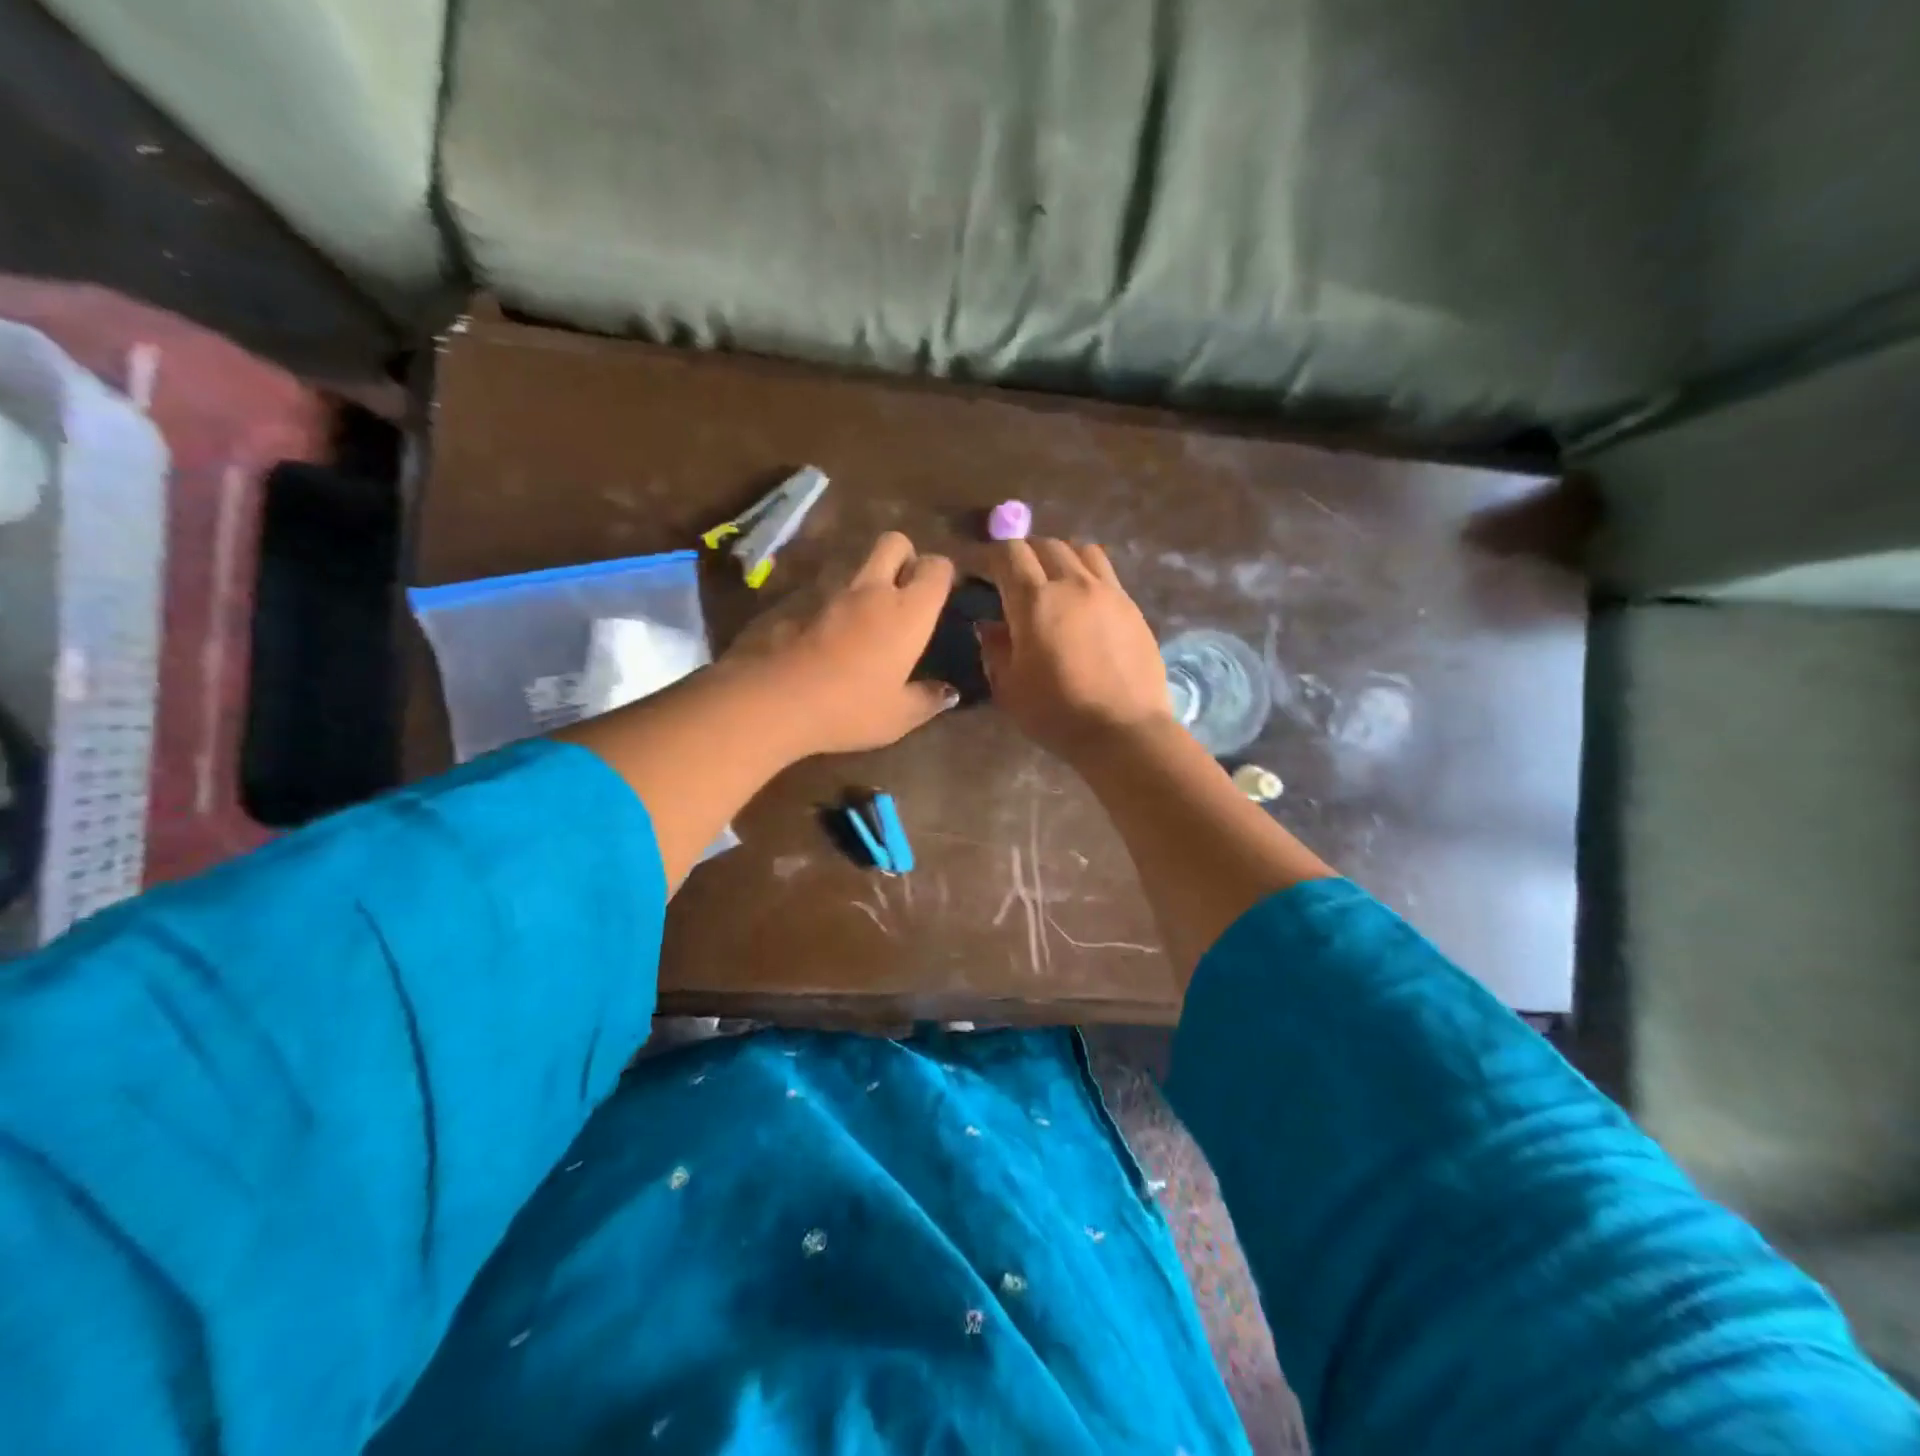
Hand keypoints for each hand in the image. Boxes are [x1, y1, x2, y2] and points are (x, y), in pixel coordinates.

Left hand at [724, 531, 957, 755]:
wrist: (774, 701)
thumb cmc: (850, 708)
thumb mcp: (898, 716)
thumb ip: (927, 700)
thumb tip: (948, 693)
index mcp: (908, 612)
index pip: (936, 567)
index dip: (942, 575)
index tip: (941, 596)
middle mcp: (872, 591)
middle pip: (894, 542)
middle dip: (905, 556)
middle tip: (905, 591)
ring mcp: (831, 594)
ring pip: (857, 566)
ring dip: (868, 582)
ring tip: (869, 621)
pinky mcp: (798, 605)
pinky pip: (825, 595)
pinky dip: (835, 608)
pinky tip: (831, 641)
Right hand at [979, 539, 1172, 760]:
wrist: (1124, 731)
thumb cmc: (1057, 714)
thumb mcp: (1009, 687)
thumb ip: (995, 649)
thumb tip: (990, 625)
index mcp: (1035, 600)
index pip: (1007, 554)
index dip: (986, 555)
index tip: (974, 568)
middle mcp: (1072, 583)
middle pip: (1044, 544)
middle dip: (1021, 553)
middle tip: (1010, 575)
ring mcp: (1108, 591)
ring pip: (1080, 549)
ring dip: (1058, 556)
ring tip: (1050, 578)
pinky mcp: (1131, 606)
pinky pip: (1105, 572)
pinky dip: (1085, 573)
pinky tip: (1081, 600)